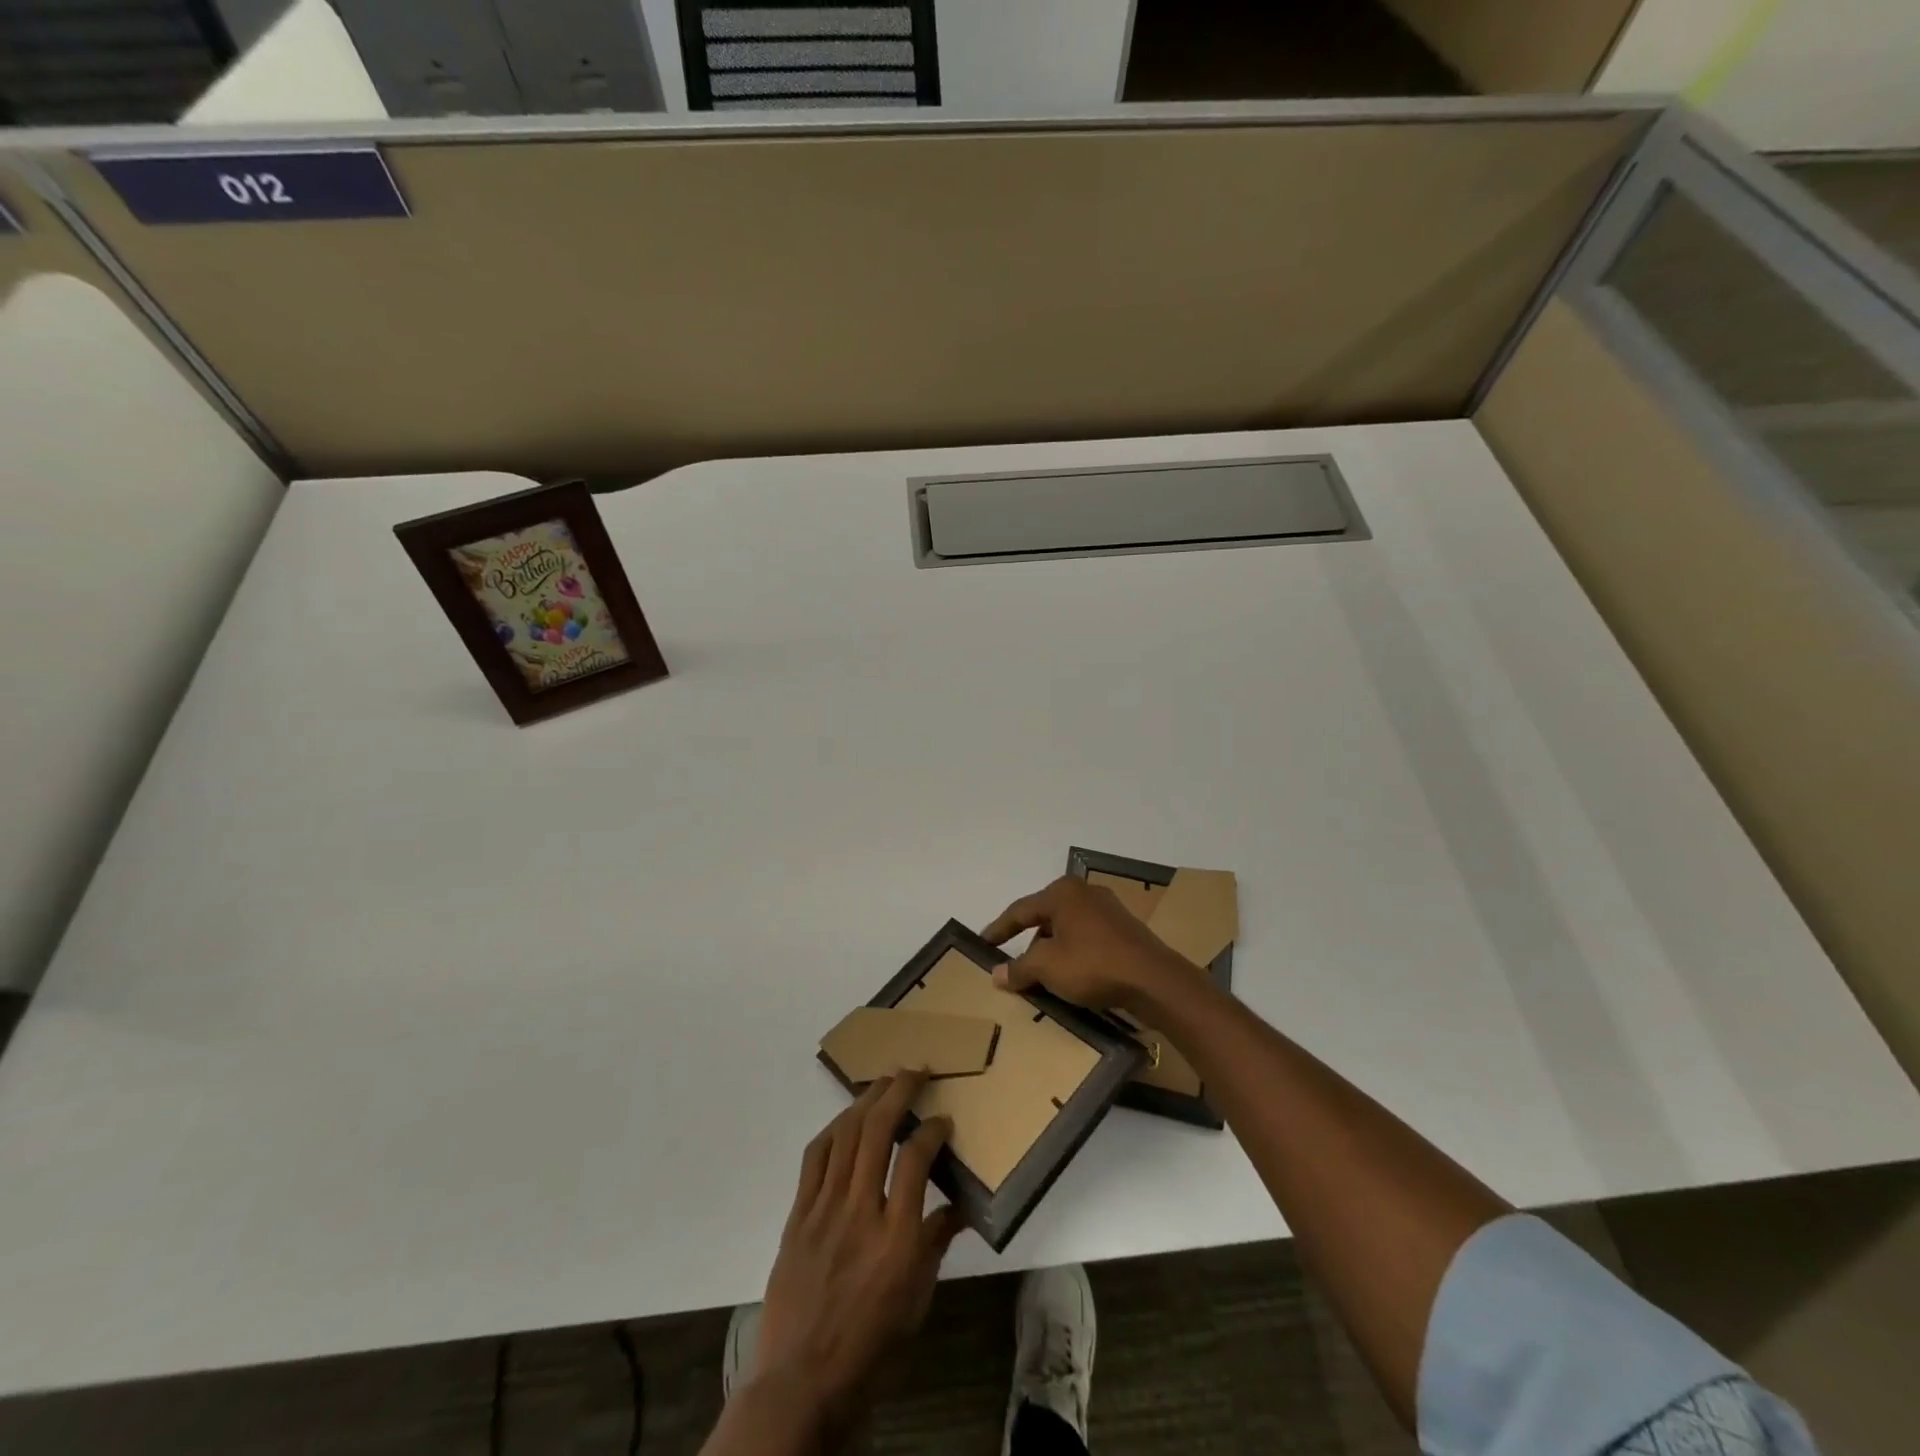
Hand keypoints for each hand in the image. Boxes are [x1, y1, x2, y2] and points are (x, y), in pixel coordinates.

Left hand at [754, 1071, 964, 1429]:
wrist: (801, 1383)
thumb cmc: (870, 1348)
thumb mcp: (917, 1302)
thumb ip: (936, 1244)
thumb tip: (959, 1208)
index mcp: (897, 1238)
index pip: (916, 1158)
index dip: (932, 1129)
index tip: (942, 1119)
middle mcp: (860, 1212)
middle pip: (877, 1131)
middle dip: (898, 1091)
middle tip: (915, 1070)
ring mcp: (824, 1209)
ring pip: (844, 1135)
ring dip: (866, 1100)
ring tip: (883, 1081)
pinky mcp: (798, 1215)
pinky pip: (815, 1158)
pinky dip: (833, 1130)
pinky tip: (845, 1120)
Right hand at [983, 876, 1190, 1011]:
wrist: (1154, 980)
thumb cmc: (1093, 965)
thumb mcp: (1047, 968)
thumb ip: (1019, 968)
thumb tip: (996, 973)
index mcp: (1062, 893)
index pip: (1020, 910)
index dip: (999, 929)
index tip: (982, 943)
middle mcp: (1084, 893)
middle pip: (1045, 918)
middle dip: (1028, 943)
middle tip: (1015, 965)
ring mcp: (1108, 909)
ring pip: (1067, 929)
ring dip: (1052, 951)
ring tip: (1044, 976)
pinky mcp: (1125, 929)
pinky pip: (1087, 938)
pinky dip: (1074, 954)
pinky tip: (1072, 976)